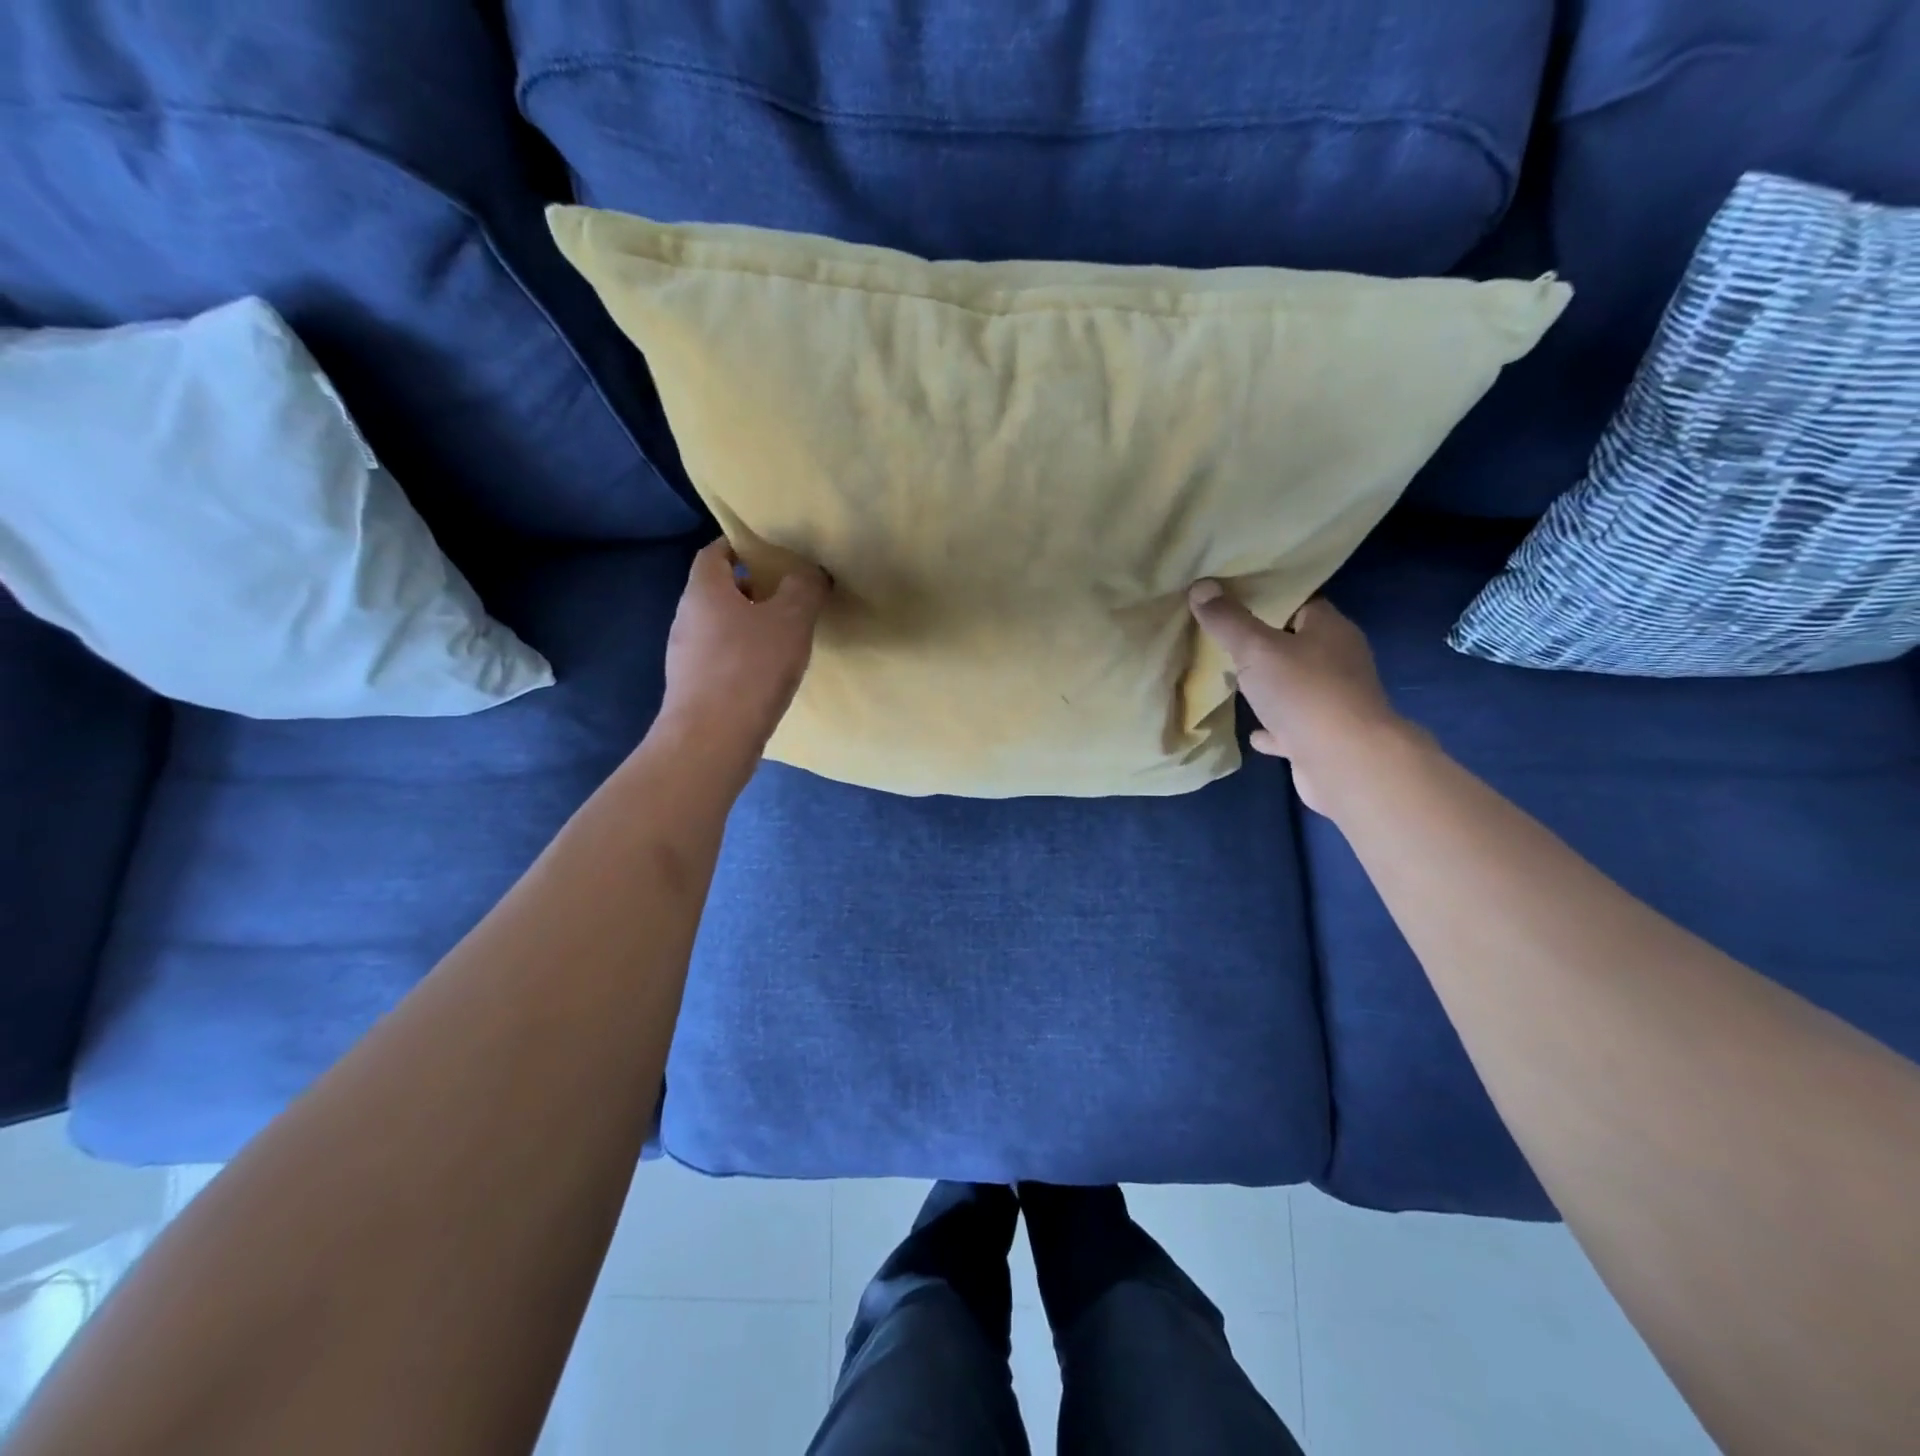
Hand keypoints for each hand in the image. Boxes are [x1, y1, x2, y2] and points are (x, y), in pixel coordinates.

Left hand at [657, 539, 829, 772]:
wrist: (712, 739)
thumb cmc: (750, 668)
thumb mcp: (791, 620)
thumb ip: (804, 588)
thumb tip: (809, 572)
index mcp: (704, 590)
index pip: (715, 552)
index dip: (741, 546)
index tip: (772, 553)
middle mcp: (687, 617)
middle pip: (719, 590)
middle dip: (752, 588)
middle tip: (789, 595)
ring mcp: (685, 655)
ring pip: (720, 626)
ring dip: (749, 625)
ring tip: (785, 636)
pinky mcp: (693, 687)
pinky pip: (721, 658)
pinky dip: (743, 656)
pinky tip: (769, 673)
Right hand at [1188, 581, 1409, 814]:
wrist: (1346, 763)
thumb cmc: (1305, 693)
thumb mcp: (1257, 649)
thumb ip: (1228, 620)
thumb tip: (1201, 585)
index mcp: (1330, 630)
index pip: (1300, 602)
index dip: (1268, 598)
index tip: (1232, 598)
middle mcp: (1338, 661)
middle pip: (1296, 643)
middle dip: (1264, 643)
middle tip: (1223, 638)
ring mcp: (1333, 702)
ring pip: (1295, 686)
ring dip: (1268, 686)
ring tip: (1231, 681)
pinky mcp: (1323, 737)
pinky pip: (1291, 726)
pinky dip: (1272, 727)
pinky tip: (1251, 732)